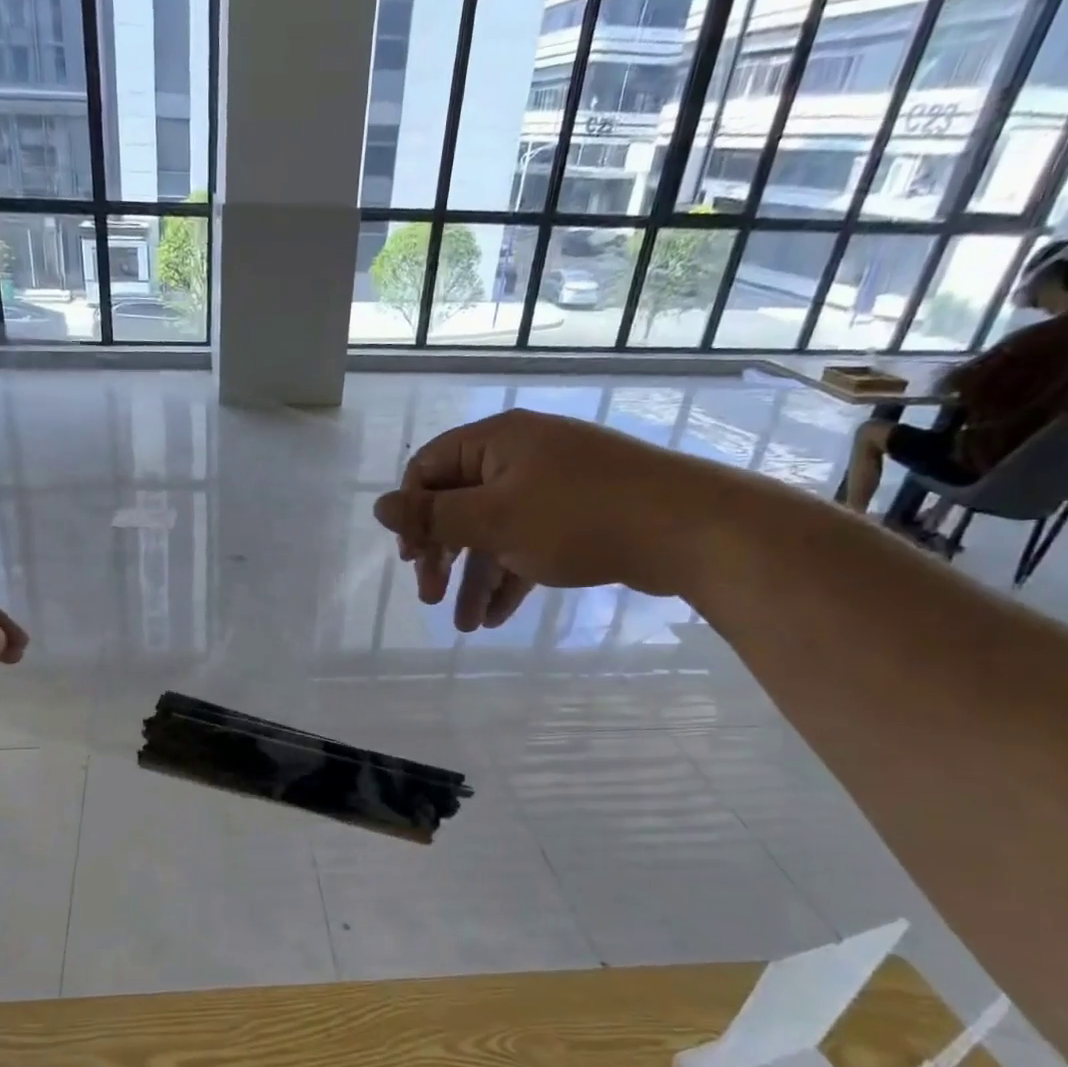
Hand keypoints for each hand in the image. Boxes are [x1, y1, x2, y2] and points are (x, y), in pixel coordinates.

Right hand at [373, 409, 733, 629]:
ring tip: (464, 625)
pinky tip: (496, 617)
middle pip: (459, 504)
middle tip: (430, 597)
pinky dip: (510, 578)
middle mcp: (519, 457)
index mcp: (496, 441)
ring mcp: (550, 487)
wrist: (688, 530)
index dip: (412, 514)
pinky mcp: (575, 517)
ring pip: (493, 532)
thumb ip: (432, 516)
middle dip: (442, 554)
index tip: (412, 559)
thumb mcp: (493, 519)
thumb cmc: (579, 517)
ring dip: (475, 578)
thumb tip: (379, 507)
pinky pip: (526, 544)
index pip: (429, 469)